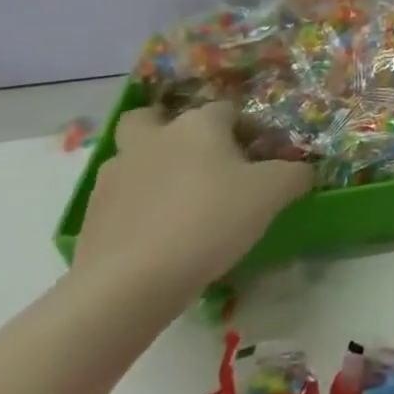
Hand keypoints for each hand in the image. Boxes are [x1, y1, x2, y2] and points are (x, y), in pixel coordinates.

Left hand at [73, 102, 312, 302]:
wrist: (130, 283)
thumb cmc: (211, 219)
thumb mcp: (274, 192)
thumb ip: (296, 173)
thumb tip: (302, 169)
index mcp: (197, 125)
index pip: (226, 109)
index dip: (246, 128)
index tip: (260, 156)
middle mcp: (152, 139)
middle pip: (151, 118)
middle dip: (170, 131)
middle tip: (197, 159)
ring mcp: (114, 177)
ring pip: (132, 158)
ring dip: (151, 170)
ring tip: (179, 203)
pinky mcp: (91, 217)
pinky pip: (120, 200)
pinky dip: (137, 208)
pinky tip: (159, 234)